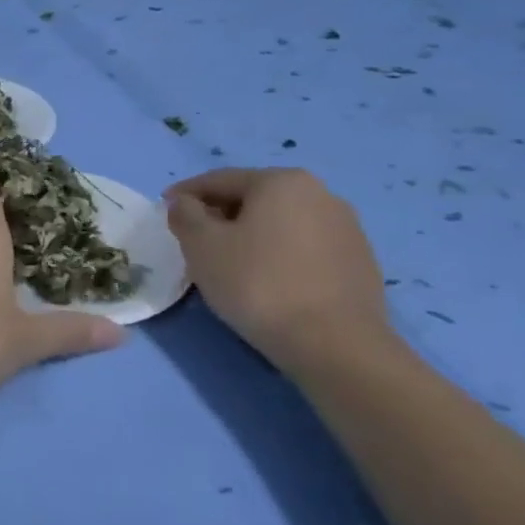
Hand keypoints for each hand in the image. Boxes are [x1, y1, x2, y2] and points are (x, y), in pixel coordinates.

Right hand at [164, 167, 389, 367]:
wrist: (335, 345)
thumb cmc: (257, 283)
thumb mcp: (201, 245)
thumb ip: (184, 214)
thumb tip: (185, 203)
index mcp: (282, 182)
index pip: (220, 180)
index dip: (185, 193)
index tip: (164, 208)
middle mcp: (321, 194)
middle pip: (253, 198)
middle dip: (220, 214)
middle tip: (193, 238)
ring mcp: (347, 229)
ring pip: (280, 223)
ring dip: (250, 235)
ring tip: (228, 262)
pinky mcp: (360, 263)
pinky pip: (304, 248)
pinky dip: (278, 255)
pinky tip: (265, 280)